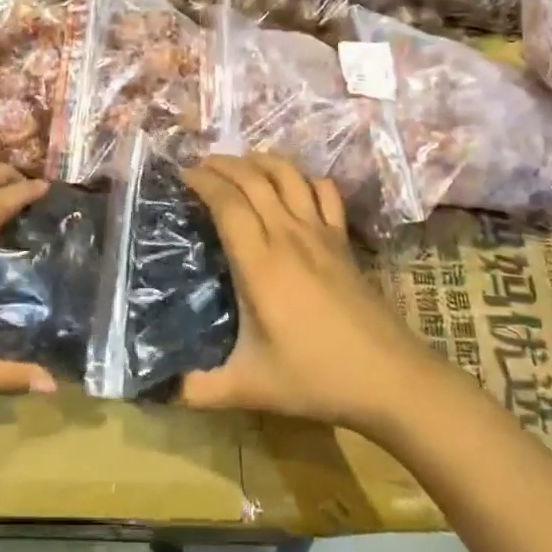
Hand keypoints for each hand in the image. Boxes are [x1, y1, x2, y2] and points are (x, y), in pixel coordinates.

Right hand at [179, 154, 429, 431]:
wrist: (389, 377)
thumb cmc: (316, 377)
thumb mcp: (249, 388)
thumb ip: (198, 390)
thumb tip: (162, 389)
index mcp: (259, 264)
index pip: (226, 202)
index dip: (202, 182)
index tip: (181, 177)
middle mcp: (288, 236)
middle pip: (253, 178)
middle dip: (223, 164)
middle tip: (199, 166)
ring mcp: (321, 233)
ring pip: (289, 175)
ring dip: (260, 161)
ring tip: (239, 165)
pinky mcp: (343, 240)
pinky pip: (324, 192)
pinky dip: (304, 178)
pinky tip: (292, 186)